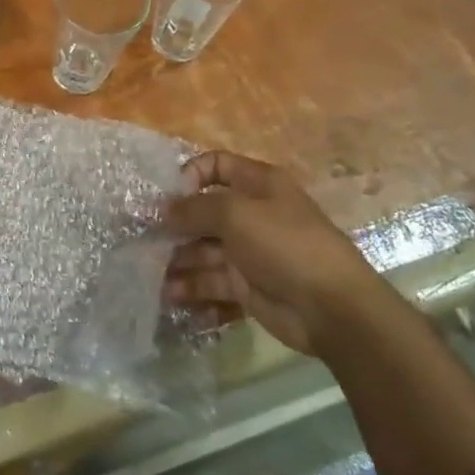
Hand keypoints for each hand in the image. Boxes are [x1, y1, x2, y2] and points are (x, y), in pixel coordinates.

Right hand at [164, 151, 386, 356]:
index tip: (169, 195)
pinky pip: (211, 282)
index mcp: (258, 185)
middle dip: (174, 224)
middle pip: (204, 212)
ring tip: (152, 273)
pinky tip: (170, 296)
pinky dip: (191, 288)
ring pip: (203, 250)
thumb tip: (164, 210)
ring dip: (177, 260)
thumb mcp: (235, 213)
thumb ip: (194, 208)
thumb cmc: (284, 244)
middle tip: (143, 237)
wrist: (331, 308)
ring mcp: (249, 252)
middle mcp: (252, 215)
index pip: (217, 165)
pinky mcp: (246, 287)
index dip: (191, 174)